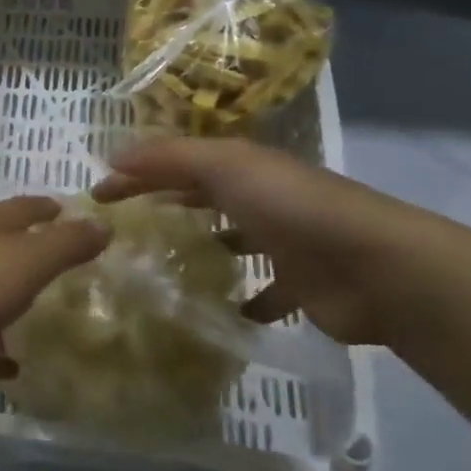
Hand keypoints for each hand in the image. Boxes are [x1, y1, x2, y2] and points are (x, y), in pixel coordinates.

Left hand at [0, 197, 110, 392]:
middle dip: (23, 254)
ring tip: (30, 326)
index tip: (64, 209)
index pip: (21, 207)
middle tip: (53, 269)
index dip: (46, 208)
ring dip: (1, 304)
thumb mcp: (24, 263)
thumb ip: (65, 245)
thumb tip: (102, 222)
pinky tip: (1, 368)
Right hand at [92, 138, 443, 346]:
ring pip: (235, 241)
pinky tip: (221, 312)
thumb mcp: (225, 166)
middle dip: (169, 204)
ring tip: (164, 268)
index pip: (177, 162)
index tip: (96, 196)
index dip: (136, 173)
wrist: (375, 266)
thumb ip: (169, 158)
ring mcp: (284, 243)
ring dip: (206, 248)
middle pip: (205, 195)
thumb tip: (113, 158)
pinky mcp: (300, 287)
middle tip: (126, 229)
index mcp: (244, 167)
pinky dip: (245, 302)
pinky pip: (265, 293)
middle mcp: (262, 199)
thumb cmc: (292, 208)